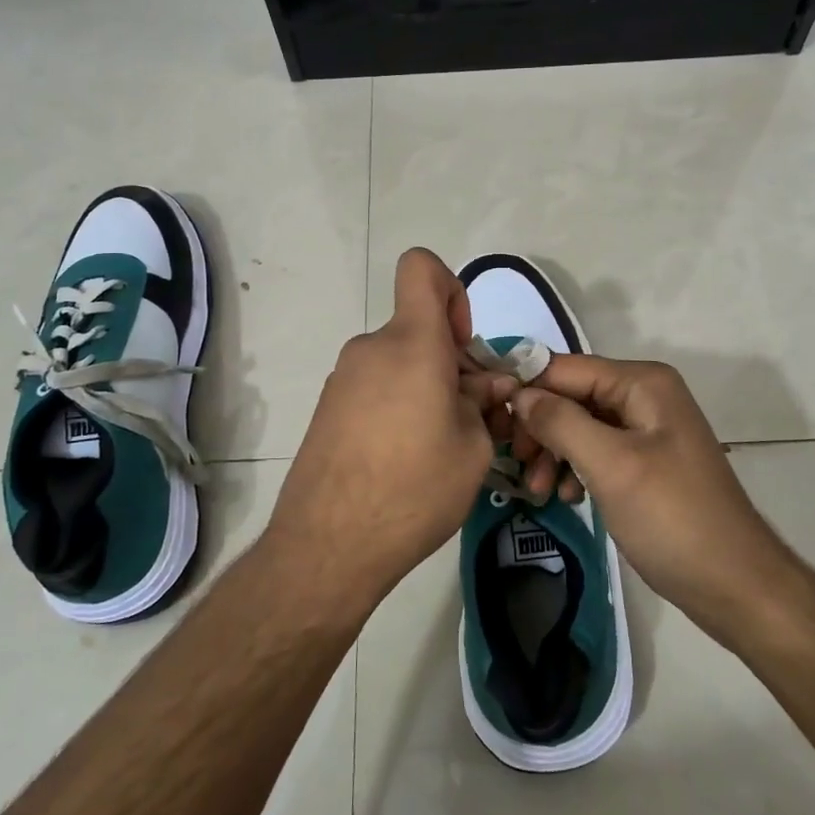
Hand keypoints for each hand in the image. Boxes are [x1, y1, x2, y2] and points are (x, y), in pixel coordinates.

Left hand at [266, 249, 516, 609]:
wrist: (327, 545)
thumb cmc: (413, 489)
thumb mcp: (473, 449)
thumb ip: (483, 403)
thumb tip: (486, 386)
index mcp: (411, 343)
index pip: (421, 268)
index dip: (451, 289)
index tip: (463, 345)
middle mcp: (372, 348)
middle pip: (418, 329)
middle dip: (451, 361)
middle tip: (472, 418)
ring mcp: (344, 378)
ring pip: (399, 362)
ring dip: (425, 388)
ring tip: (440, 446)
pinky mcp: (329, 408)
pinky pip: (376, 387)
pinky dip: (398, 406)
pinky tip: (405, 459)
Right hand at [509, 356, 791, 642]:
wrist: (735, 586)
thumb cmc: (673, 518)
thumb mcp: (611, 466)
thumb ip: (560, 422)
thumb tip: (518, 393)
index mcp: (642, 383)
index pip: (565, 369)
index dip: (526, 390)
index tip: (491, 423)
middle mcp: (644, 395)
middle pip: (571, 395)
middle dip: (540, 428)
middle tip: (517, 465)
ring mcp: (646, 428)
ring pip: (579, 425)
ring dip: (553, 452)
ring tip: (539, 490)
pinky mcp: (644, 460)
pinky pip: (596, 450)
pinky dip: (574, 468)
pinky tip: (566, 496)